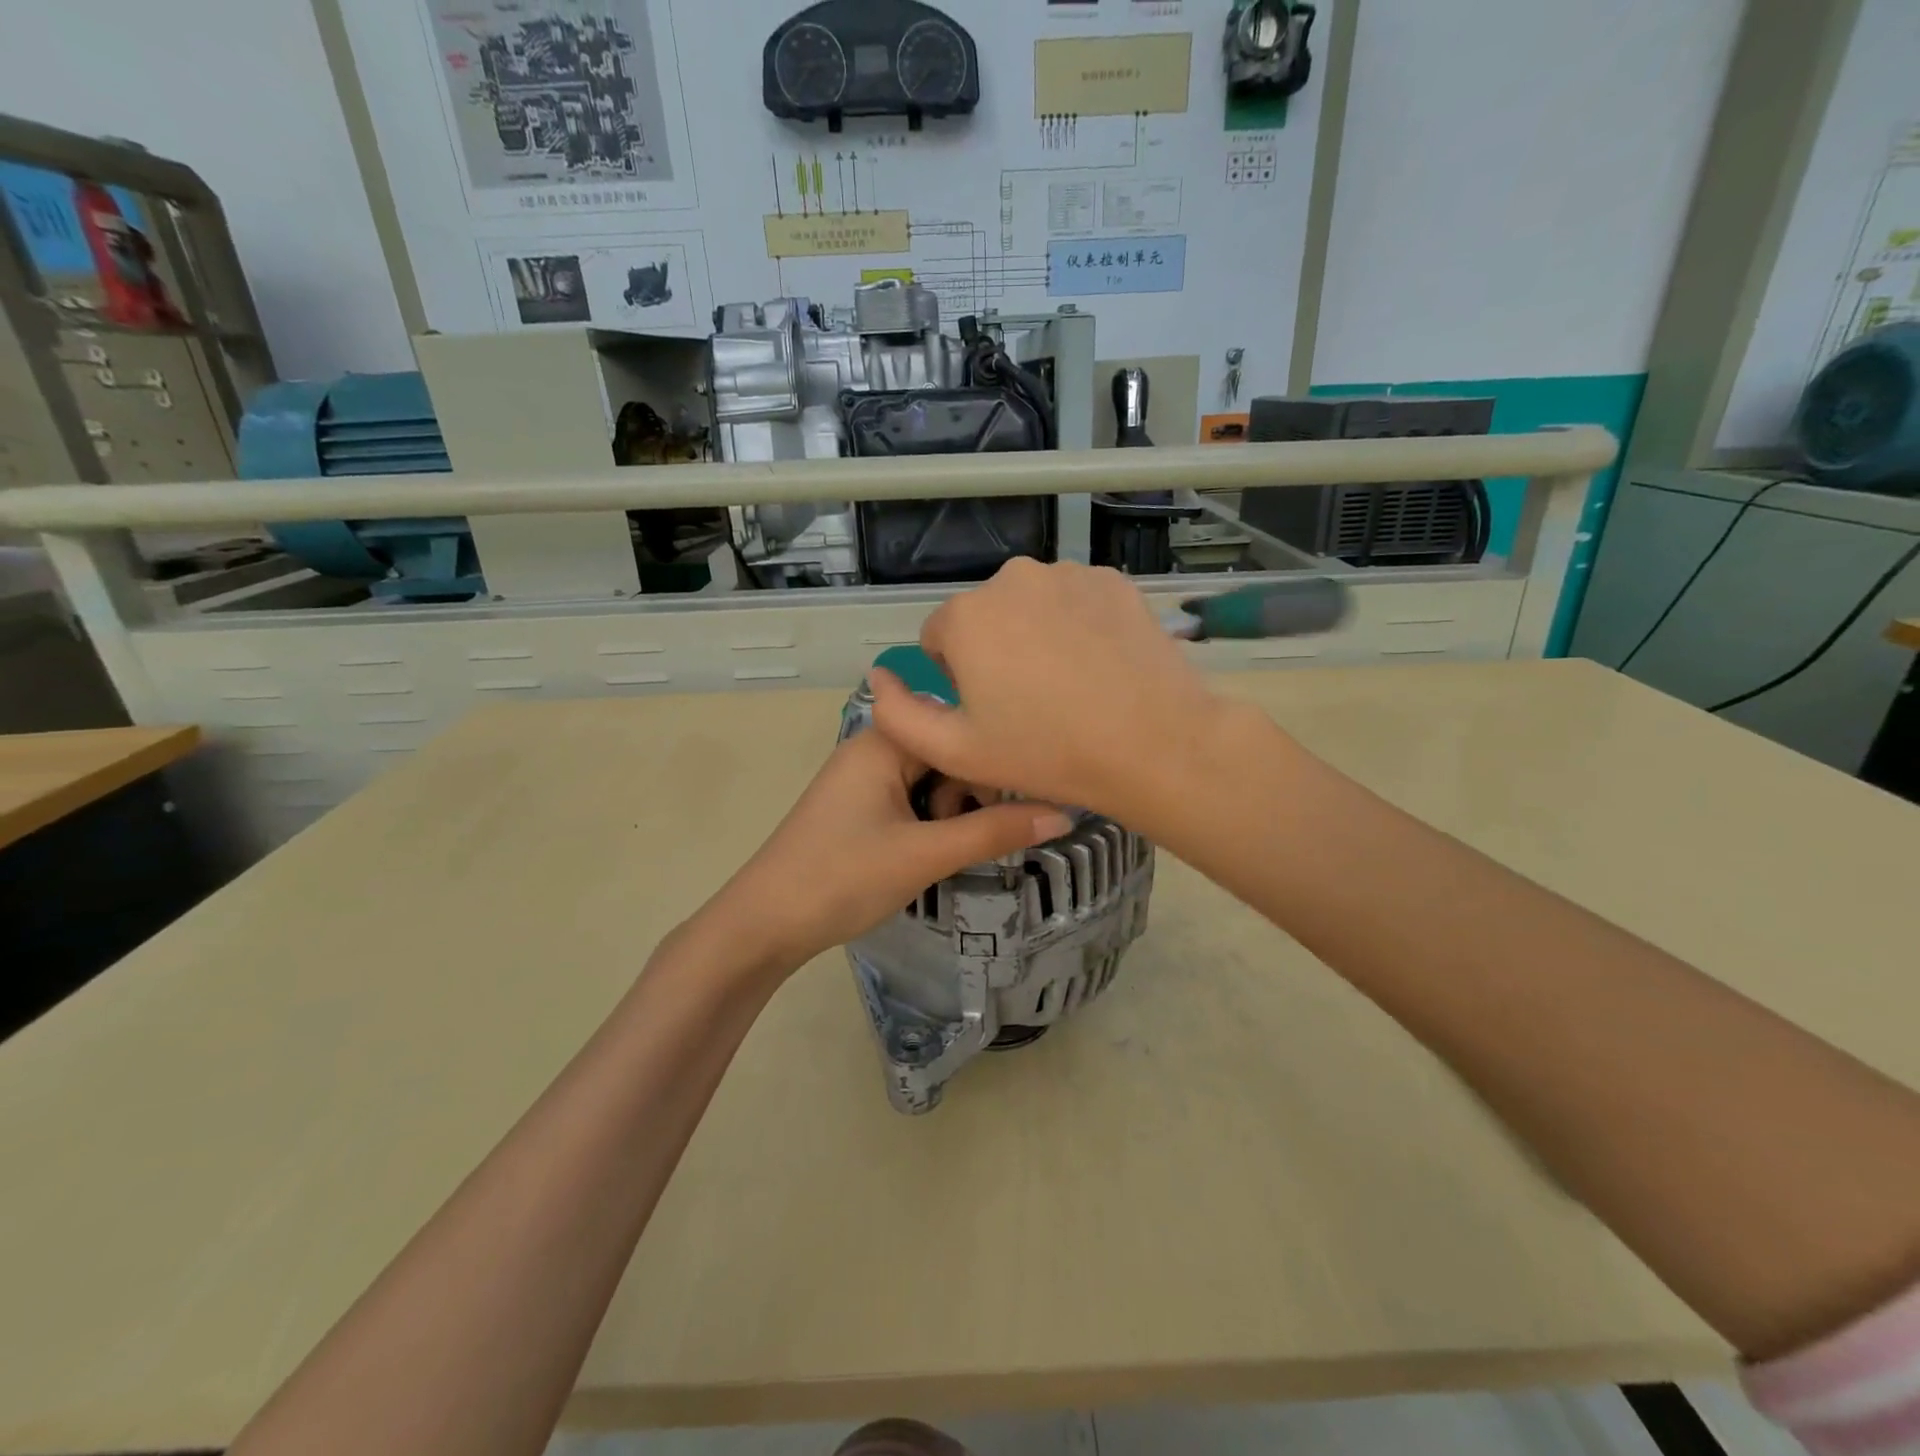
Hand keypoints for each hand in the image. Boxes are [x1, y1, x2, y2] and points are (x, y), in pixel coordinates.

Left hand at [699, 727, 1072, 975]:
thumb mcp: (925, 854)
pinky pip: (910, 799)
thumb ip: (994, 831)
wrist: (763, 924)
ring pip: (931, 780)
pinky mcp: (858, 807)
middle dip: (969, 795)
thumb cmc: (843, 877)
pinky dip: (928, 823)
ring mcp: (862, 778)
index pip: (960, 729)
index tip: (1023, 803)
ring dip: (949, 813)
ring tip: (941, 852)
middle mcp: (873, 747)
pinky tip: (927, 854)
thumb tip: (1064, 813)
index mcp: (885, 740)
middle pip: (947, 753)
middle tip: (970, 839)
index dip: (993, 765)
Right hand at [869, 559, 1231, 827]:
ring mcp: (1069, 574)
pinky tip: (1100, 666)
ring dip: (1037, 636)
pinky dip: (1078, 625)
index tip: (991, 712)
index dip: (958, 680)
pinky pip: (1076, 601)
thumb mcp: (954, 751)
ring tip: (1070, 686)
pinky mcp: (1114, 581)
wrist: (1152, 744)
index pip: (939, 639)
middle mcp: (1013, 578)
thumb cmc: (1046, 752)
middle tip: (1032, 704)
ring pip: (1032, 606)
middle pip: (986, 618)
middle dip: (995, 652)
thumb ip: (897, 713)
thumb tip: (880, 676)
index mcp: (967, 616)